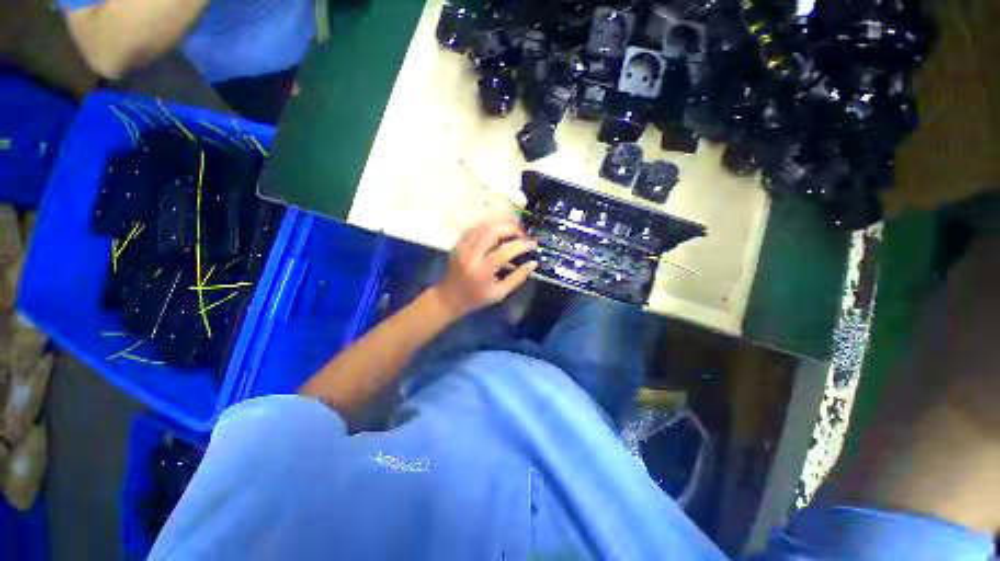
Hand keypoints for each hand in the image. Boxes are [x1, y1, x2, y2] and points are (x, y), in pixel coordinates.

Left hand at [432, 216, 537, 317]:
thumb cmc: (477, 298)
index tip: (533, 244)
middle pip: (492, 232)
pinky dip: (488, 224)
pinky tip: (499, 226)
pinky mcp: (458, 243)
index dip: (521, 245)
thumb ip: (517, 278)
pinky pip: (474, 227)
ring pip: (483, 226)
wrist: (450, 296)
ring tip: (514, 226)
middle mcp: (470, 256)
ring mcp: (462, 247)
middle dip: (511, 228)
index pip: (504, 251)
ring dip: (501, 223)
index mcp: (482, 271)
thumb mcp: (500, 293)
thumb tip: (533, 263)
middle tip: (523, 233)